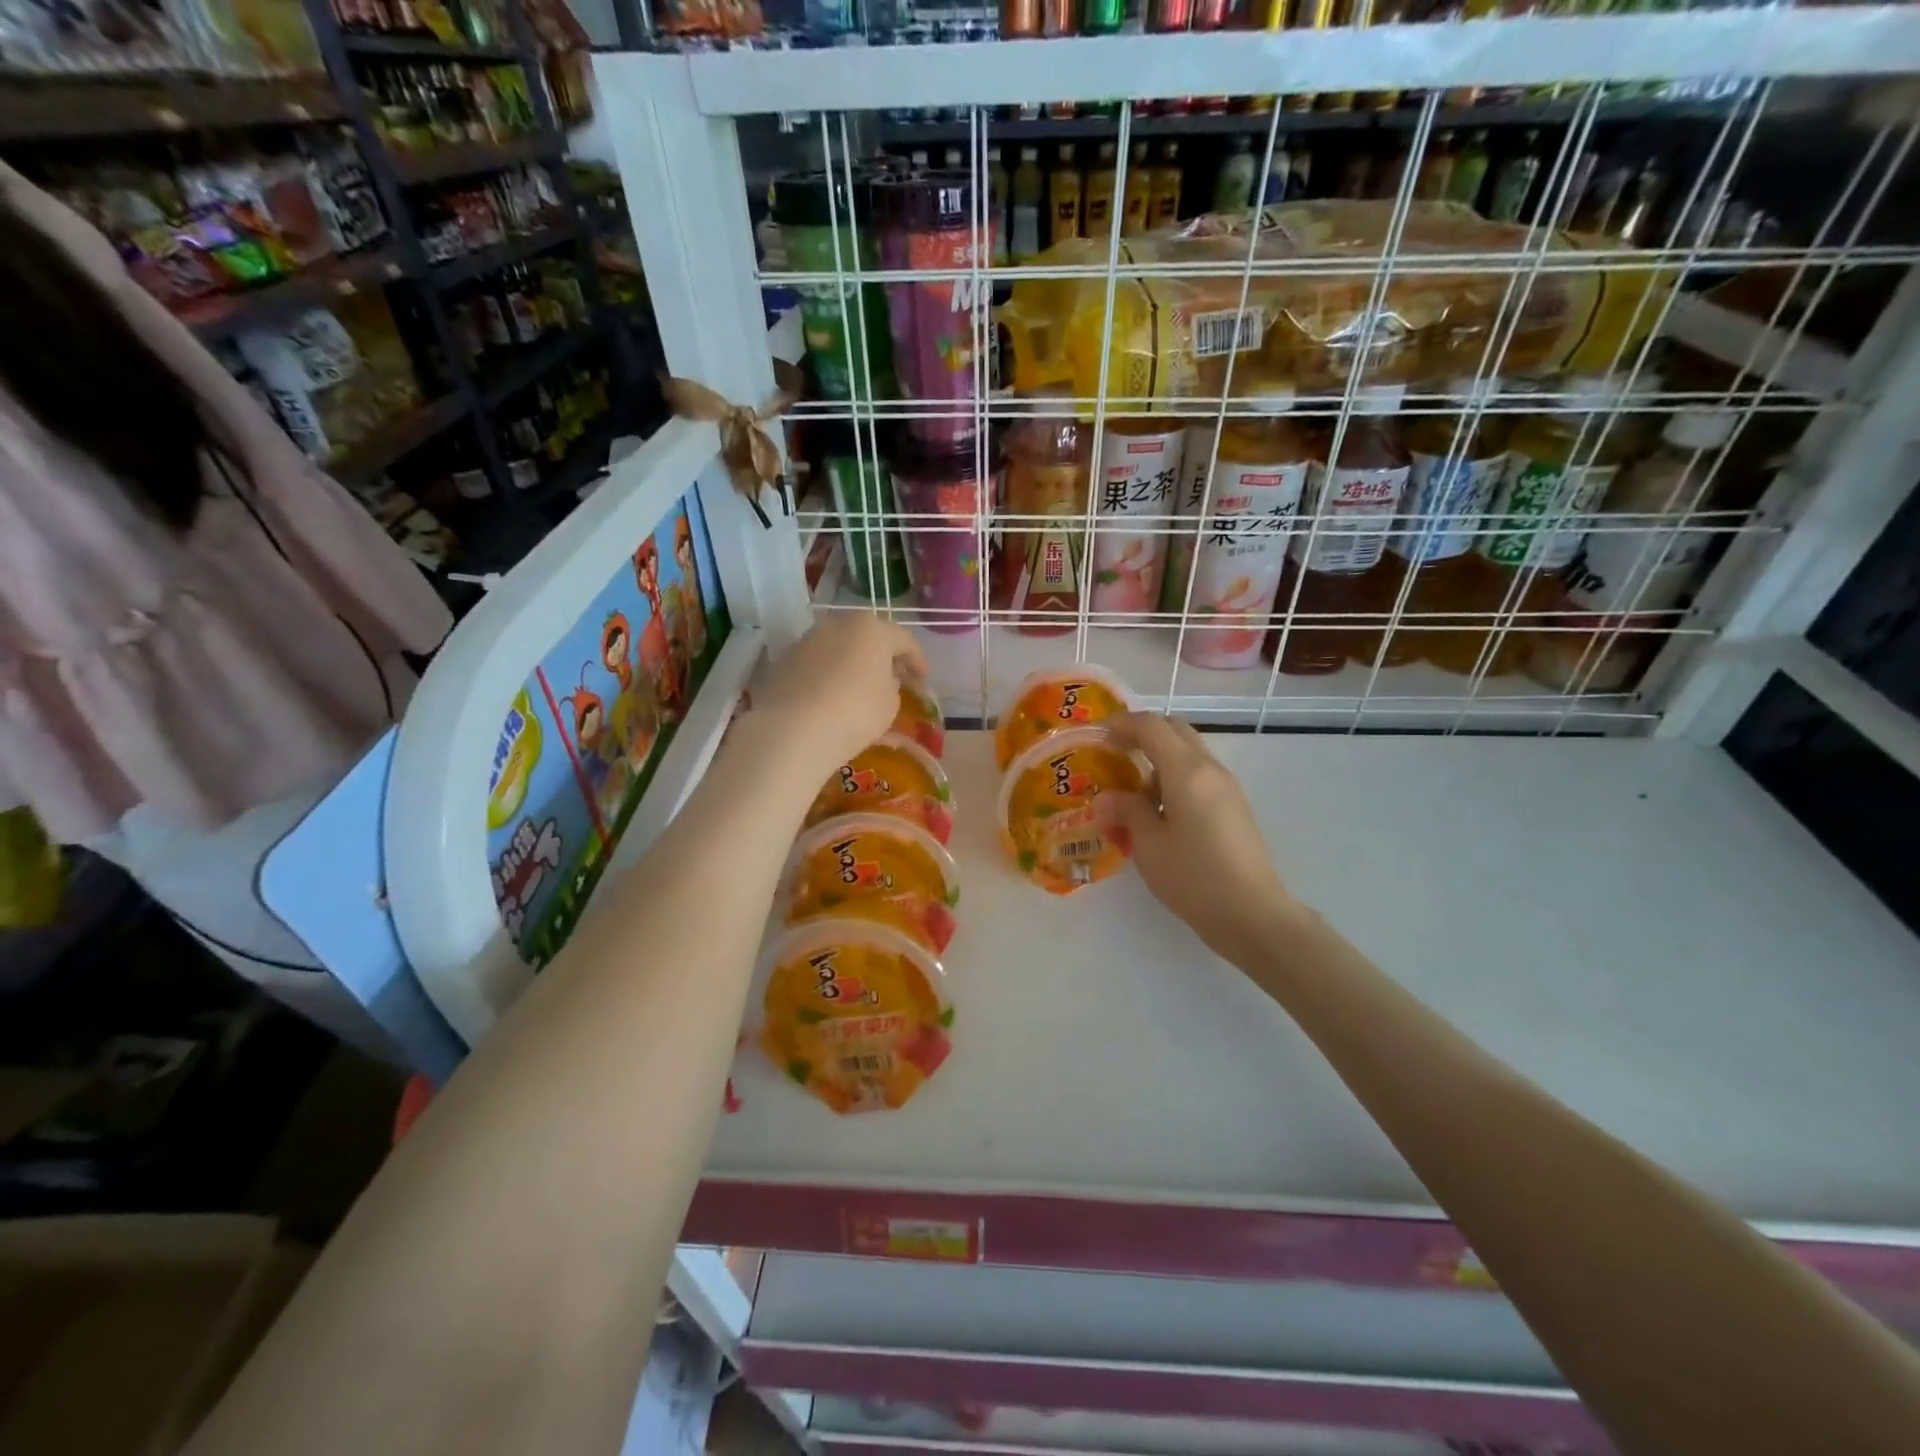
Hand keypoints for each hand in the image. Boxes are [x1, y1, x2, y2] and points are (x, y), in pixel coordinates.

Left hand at [750, 612, 927, 781]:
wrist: (793, 730)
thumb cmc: (855, 712)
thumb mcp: (889, 704)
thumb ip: (892, 686)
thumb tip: (884, 680)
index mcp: (871, 629)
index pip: (904, 640)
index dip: (917, 661)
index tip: (922, 681)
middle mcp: (838, 624)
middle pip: (868, 636)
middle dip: (883, 656)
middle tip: (894, 678)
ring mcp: (807, 639)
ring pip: (840, 647)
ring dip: (853, 663)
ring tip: (861, 687)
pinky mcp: (785, 659)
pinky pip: (818, 663)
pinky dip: (829, 674)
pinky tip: (833, 695)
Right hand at [1103, 712, 1305, 968]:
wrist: (1253, 914)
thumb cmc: (1194, 877)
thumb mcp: (1148, 845)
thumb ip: (1127, 811)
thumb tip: (1106, 797)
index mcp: (1187, 771)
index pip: (1151, 726)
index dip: (1121, 724)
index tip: (1095, 734)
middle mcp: (1210, 769)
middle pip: (1175, 731)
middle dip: (1142, 735)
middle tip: (1113, 755)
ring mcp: (1226, 788)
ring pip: (1188, 755)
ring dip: (1157, 762)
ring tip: (1131, 798)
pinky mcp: (1233, 808)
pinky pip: (1198, 778)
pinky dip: (1173, 781)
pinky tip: (1158, 817)